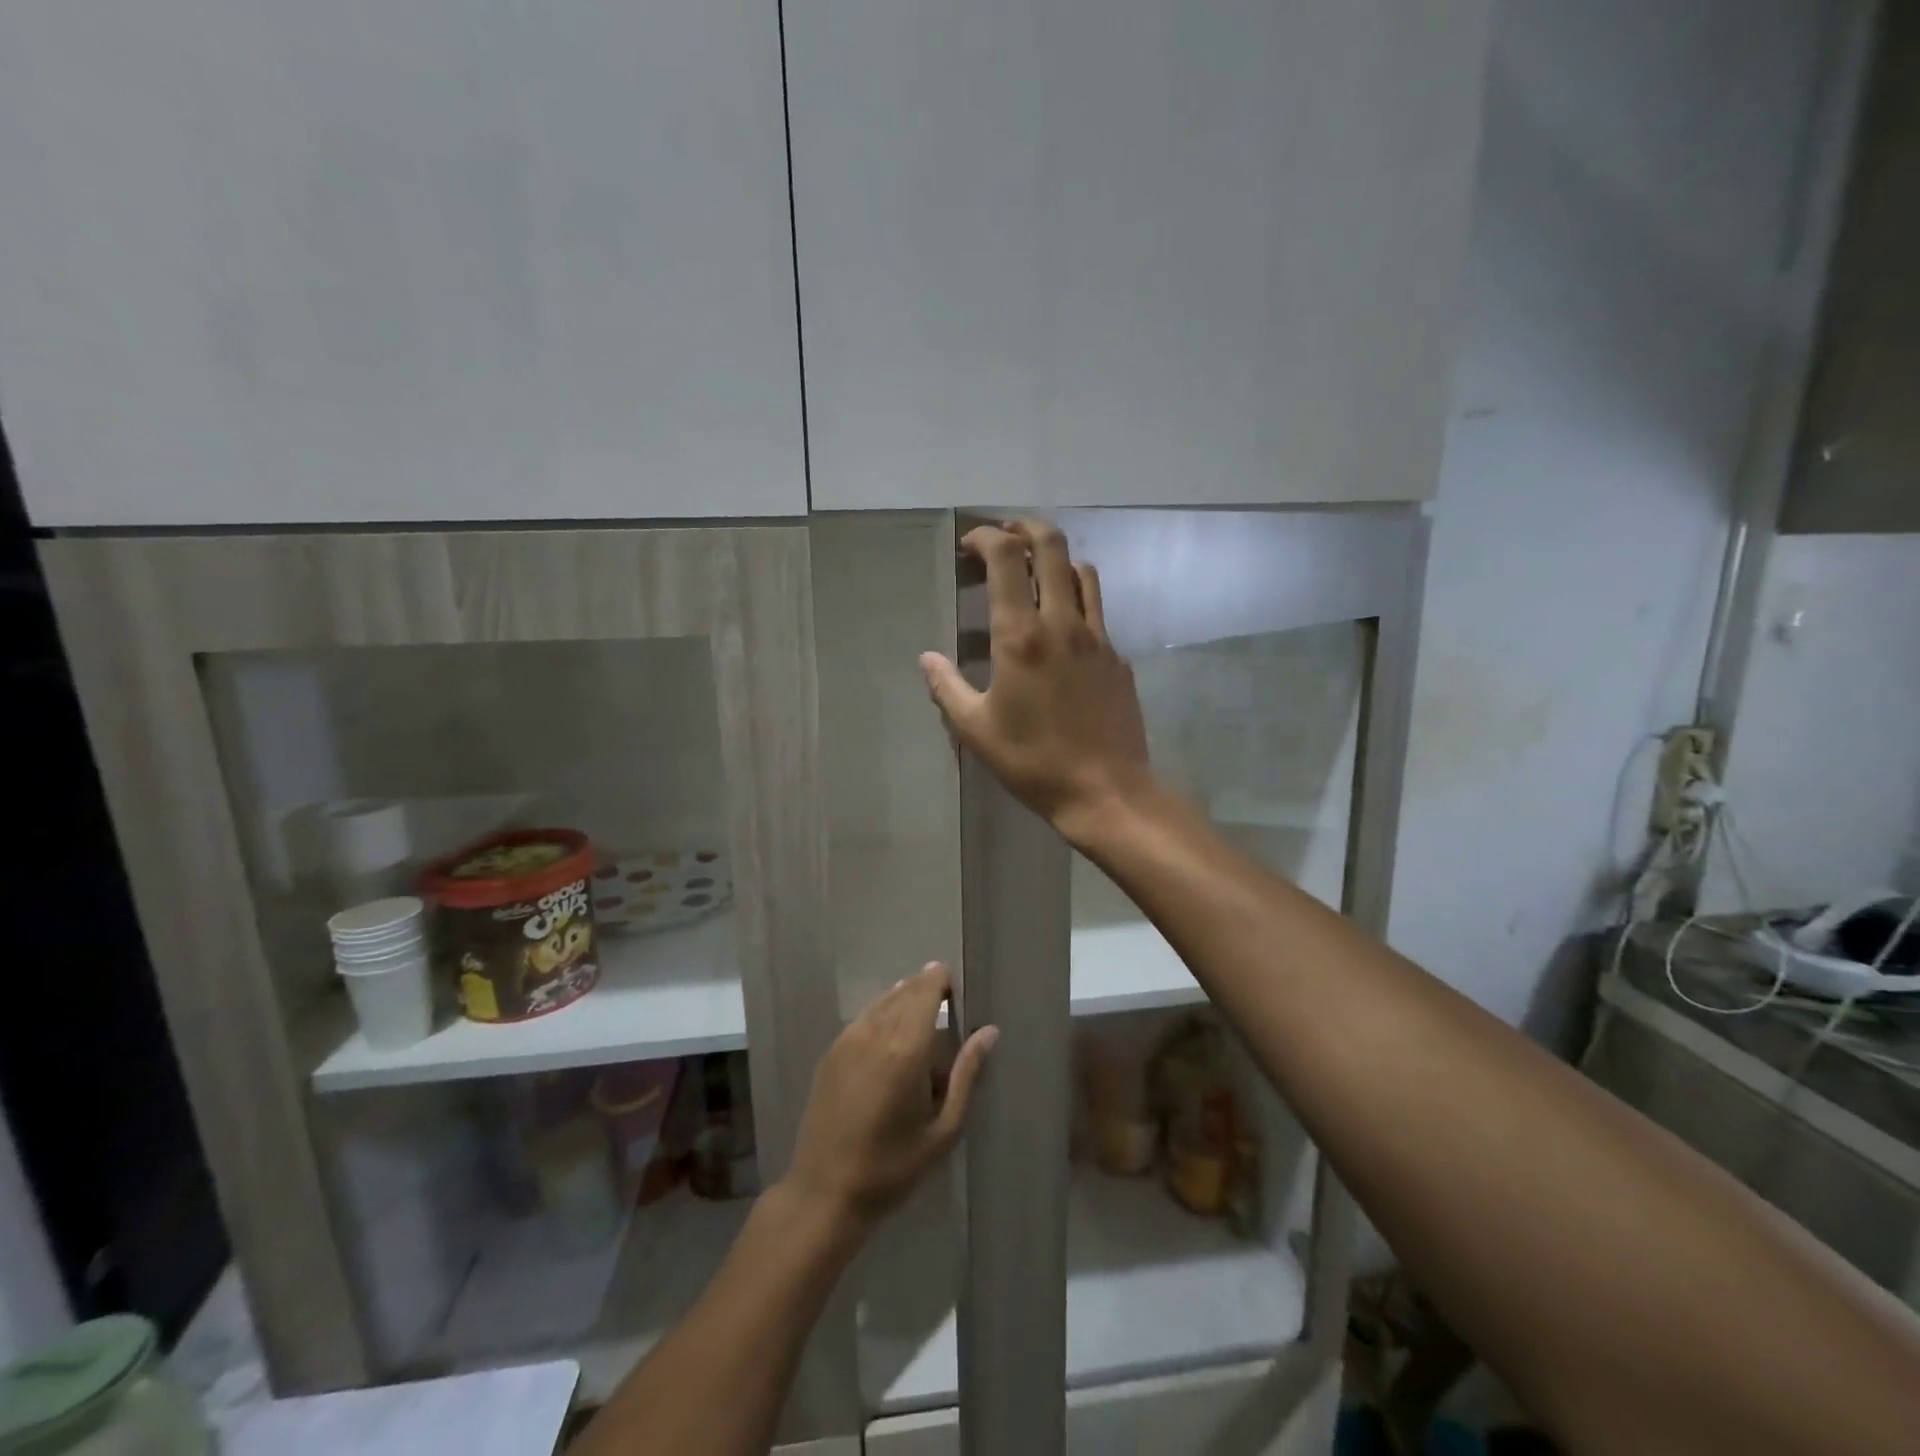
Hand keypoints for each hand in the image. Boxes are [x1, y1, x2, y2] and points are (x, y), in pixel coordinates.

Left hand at [784, 963, 996, 1231]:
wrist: (824, 1193)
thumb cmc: (892, 1168)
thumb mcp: (943, 1130)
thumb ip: (967, 1075)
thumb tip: (989, 1032)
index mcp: (905, 1048)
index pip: (927, 989)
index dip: (944, 981)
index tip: (961, 994)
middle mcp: (874, 1031)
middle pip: (906, 989)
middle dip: (928, 990)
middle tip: (950, 1012)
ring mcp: (847, 1038)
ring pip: (884, 1000)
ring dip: (906, 1001)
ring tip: (924, 1028)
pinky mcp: (831, 1051)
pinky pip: (865, 1017)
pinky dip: (884, 1016)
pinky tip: (893, 1042)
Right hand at [920, 519, 1154, 841]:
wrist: (1106, 790)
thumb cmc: (1033, 762)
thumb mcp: (976, 730)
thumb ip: (947, 688)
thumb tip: (926, 658)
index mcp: (1021, 636)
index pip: (1007, 558)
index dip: (985, 537)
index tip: (968, 546)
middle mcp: (1063, 623)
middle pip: (1052, 546)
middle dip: (1025, 527)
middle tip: (1004, 534)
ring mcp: (1098, 637)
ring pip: (1082, 572)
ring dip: (1056, 558)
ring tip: (1035, 572)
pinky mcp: (1118, 657)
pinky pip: (1097, 610)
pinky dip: (1076, 598)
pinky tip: (1062, 626)